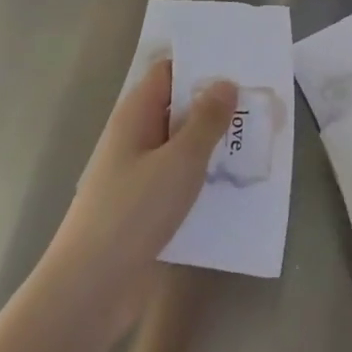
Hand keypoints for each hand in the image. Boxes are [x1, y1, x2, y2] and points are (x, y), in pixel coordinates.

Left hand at [37, 60, 234, 343]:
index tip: (240, 65)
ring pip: (180, 145)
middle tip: (260, 103)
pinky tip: (234, 184)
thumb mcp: (180, 161)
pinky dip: (203, 175)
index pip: (167, 73)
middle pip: (176, 108)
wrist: (91, 286)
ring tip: (258, 140)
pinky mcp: (145, 206)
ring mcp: (137, 174)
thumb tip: (225, 82)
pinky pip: (179, 178)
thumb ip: (206, 120)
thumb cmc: (134, 212)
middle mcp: (134, 138)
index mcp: (134, 116)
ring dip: (213, 142)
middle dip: (215, 105)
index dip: (200, 64)